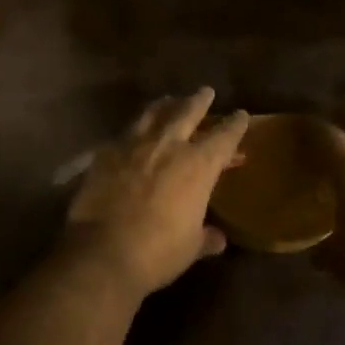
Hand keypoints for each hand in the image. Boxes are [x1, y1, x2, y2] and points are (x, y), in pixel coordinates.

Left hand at [62, 88, 250, 296]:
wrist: (103, 251)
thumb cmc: (158, 252)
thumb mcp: (190, 247)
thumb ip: (205, 237)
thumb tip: (217, 238)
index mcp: (198, 165)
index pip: (224, 137)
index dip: (235, 125)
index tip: (241, 115)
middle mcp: (168, 145)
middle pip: (187, 112)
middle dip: (199, 101)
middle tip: (205, 92)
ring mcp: (133, 145)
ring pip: (152, 114)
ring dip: (164, 106)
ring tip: (168, 100)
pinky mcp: (105, 153)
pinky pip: (124, 133)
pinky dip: (134, 130)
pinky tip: (132, 133)